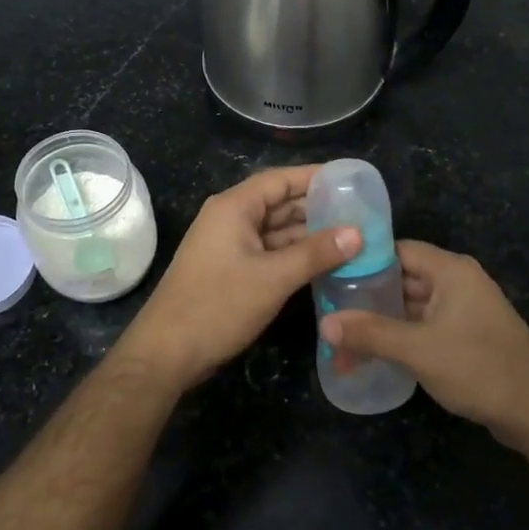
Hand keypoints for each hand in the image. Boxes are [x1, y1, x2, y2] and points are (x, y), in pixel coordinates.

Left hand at [115, 165, 360, 394]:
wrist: (167, 352)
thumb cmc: (218, 305)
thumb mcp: (274, 278)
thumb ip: (316, 252)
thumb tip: (358, 232)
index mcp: (234, 207)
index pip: (281, 179)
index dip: (316, 177)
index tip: (352, 180)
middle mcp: (230, 218)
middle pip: (280, 203)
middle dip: (318, 209)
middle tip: (361, 214)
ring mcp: (229, 245)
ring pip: (276, 231)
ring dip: (309, 235)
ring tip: (353, 239)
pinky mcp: (230, 270)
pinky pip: (269, 252)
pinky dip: (295, 256)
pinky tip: (325, 264)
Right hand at [321, 241, 528, 454]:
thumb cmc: (479, 367)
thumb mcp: (418, 350)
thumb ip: (370, 334)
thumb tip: (325, 324)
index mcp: (451, 271)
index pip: (397, 250)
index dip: (363, 260)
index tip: (330, 276)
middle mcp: (458, 283)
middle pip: (402, 279)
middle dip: (367, 298)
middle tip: (328, 313)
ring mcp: (464, 311)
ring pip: (412, 307)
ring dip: (381, 323)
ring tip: (342, 342)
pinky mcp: (467, 337)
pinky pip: (425, 327)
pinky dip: (400, 337)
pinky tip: (374, 355)